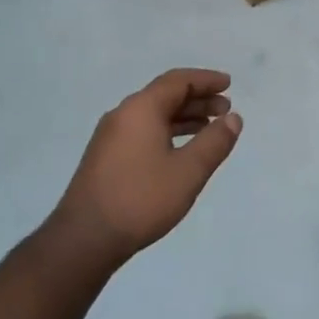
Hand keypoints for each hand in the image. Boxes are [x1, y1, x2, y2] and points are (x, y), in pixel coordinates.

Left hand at [50, 69, 240, 267]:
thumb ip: (214, 141)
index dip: (206, 80)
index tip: (229, 84)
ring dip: (184, 117)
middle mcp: (123, 115)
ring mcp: (111, 137)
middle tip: (226, 109)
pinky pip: (143, 131)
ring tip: (210, 128)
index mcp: (141, 109)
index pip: (178, 81)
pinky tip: (181, 151)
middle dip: (198, 99)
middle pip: (165, 95)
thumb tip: (233, 118)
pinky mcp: (106, 157)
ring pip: (154, 115)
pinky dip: (168, 132)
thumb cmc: (141, 199)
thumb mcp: (189, 171)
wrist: (85, 239)